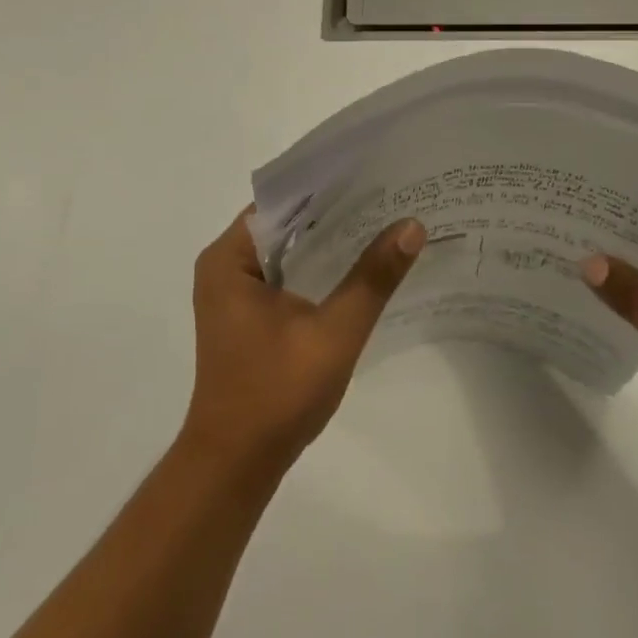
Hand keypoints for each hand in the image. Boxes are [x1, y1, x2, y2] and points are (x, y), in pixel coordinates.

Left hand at [183, 210, 425, 474]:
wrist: (237, 463)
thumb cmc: (277, 393)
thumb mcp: (334, 331)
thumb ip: (372, 278)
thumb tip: (411, 225)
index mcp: (229, 259)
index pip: (281, 202)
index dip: (327, 186)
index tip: (373, 174)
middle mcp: (225, 267)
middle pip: (286, 225)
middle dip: (334, 214)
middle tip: (390, 196)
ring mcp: (234, 293)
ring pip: (288, 252)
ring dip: (328, 243)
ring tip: (384, 223)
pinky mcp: (248, 316)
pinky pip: (287, 276)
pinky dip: (318, 270)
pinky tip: (359, 268)